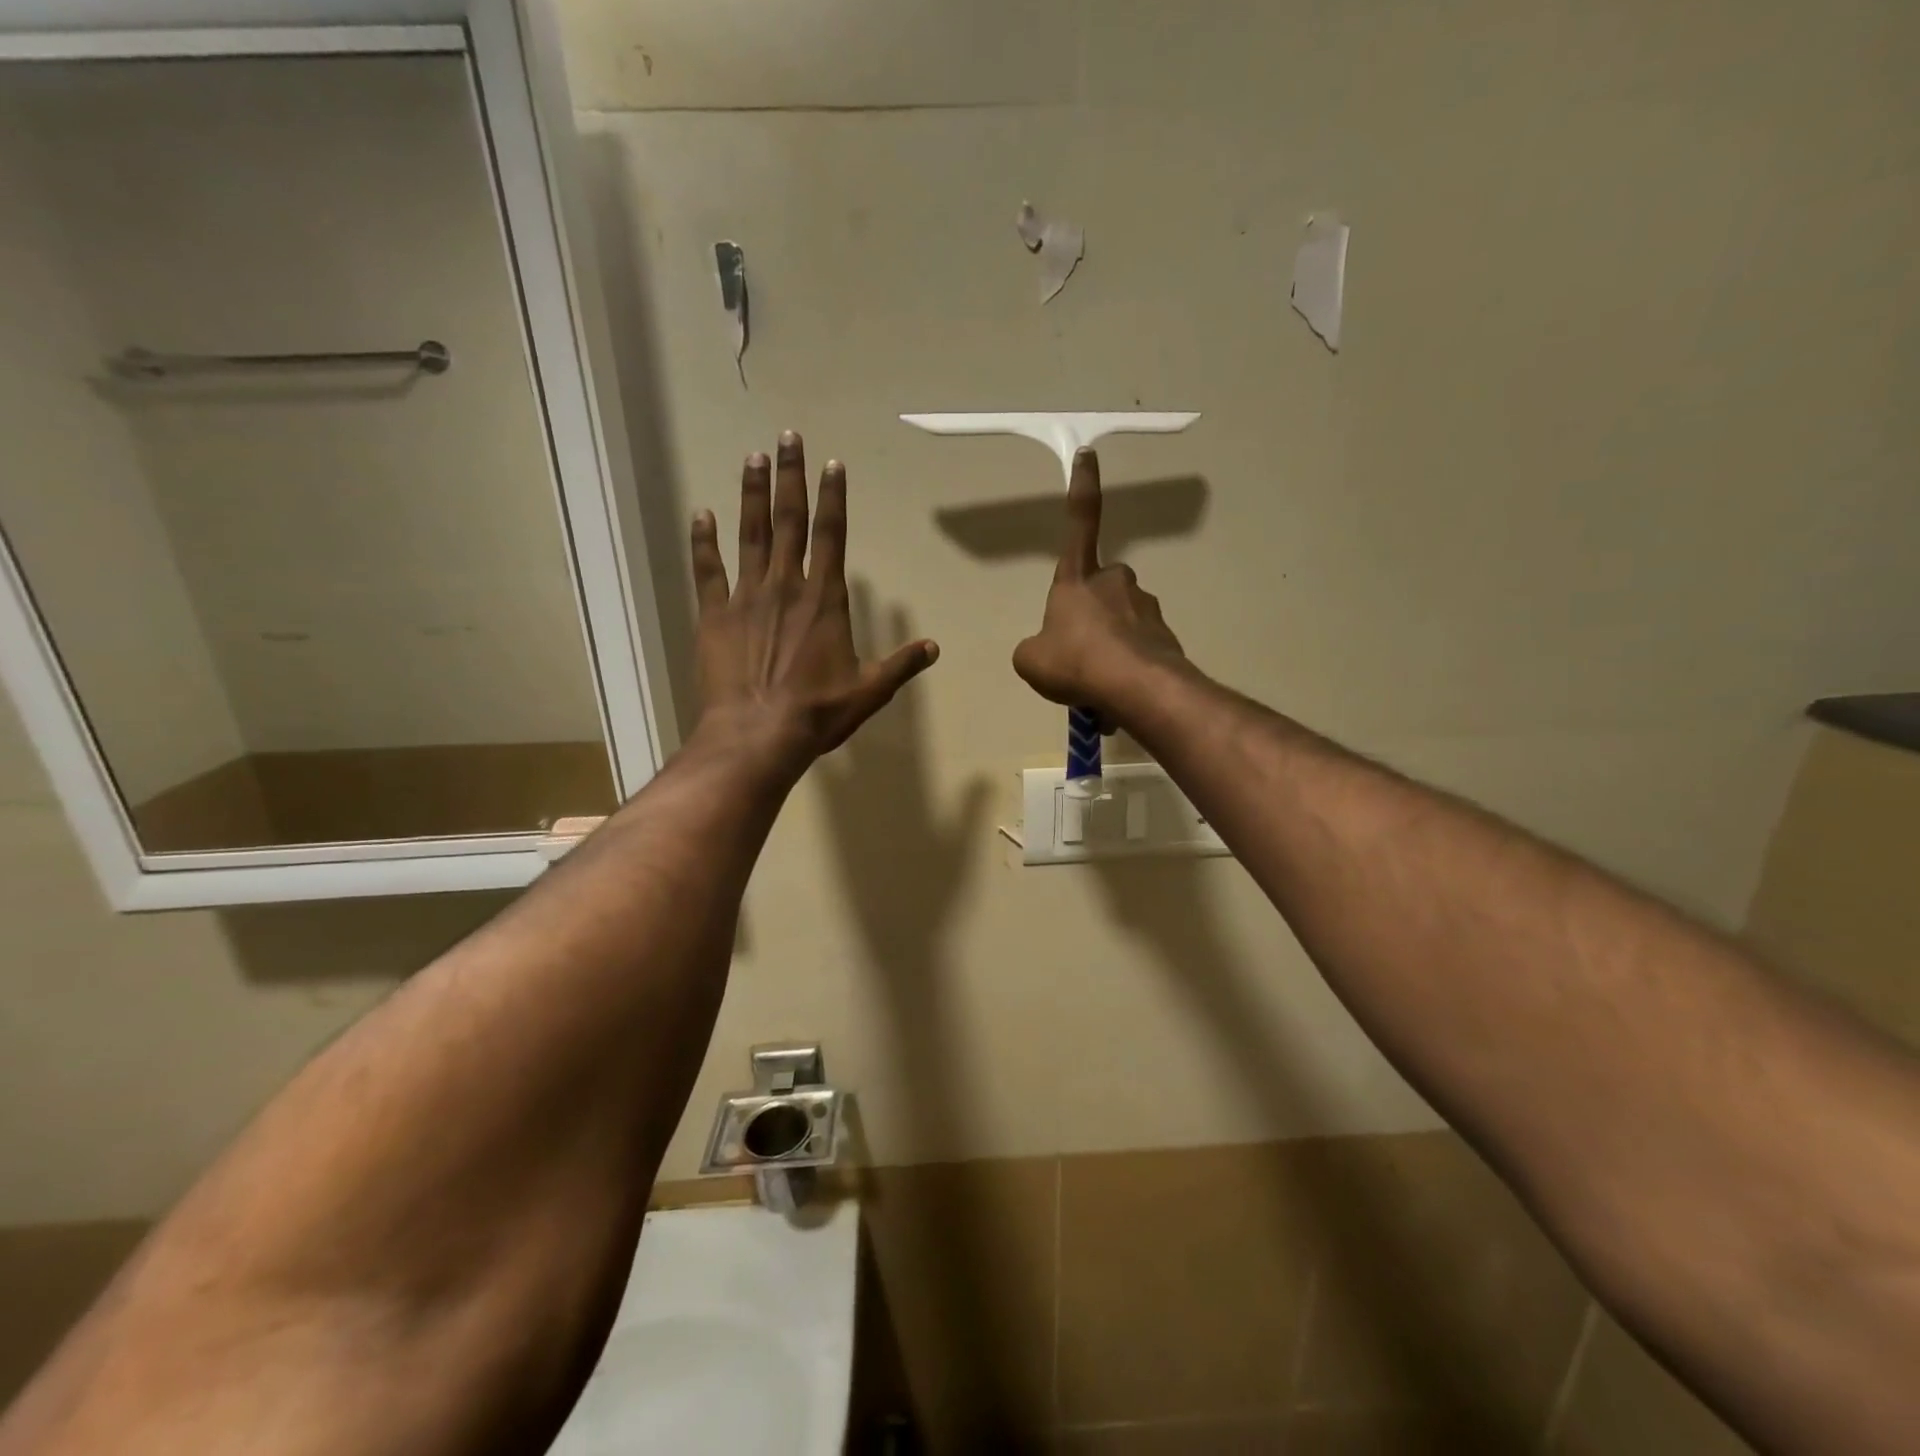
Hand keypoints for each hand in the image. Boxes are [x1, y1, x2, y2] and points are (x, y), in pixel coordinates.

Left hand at [690, 432, 937, 778]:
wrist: (756, 735)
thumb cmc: (817, 713)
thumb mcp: (869, 691)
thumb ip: (901, 665)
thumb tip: (934, 648)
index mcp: (825, 599)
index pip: (832, 535)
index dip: (833, 497)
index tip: (832, 463)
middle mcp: (786, 586)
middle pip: (789, 520)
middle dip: (790, 477)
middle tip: (788, 437)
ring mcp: (746, 597)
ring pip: (749, 534)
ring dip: (751, 493)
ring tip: (753, 457)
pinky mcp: (714, 615)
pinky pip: (708, 570)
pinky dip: (704, 541)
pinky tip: (701, 513)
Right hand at [1013, 448, 1187, 724]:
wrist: (1136, 688)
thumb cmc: (1075, 662)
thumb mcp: (1031, 660)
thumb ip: (1034, 649)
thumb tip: (1046, 650)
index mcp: (1078, 579)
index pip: (1080, 522)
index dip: (1083, 487)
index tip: (1088, 454)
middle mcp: (1115, 583)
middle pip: (1100, 588)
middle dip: (1090, 613)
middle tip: (1078, 653)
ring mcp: (1145, 608)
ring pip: (1121, 623)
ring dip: (1108, 646)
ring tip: (1096, 684)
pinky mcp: (1165, 637)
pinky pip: (1138, 650)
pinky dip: (1126, 669)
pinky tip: (1116, 695)